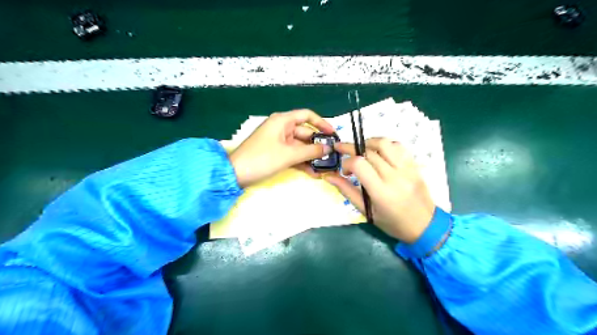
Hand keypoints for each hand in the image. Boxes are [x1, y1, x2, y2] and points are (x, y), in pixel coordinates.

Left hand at [230, 109, 334, 187]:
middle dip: (317, 145)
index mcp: (282, 121)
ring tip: (324, 168)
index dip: (321, 123)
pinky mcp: (276, 153)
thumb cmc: (262, 159)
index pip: (307, 116)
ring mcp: (278, 141)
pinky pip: (293, 155)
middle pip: (305, 133)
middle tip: (331, 156)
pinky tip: (312, 172)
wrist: (235, 174)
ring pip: (300, 146)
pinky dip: (301, 162)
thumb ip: (310, 151)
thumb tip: (328, 149)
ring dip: (310, 156)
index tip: (332, 134)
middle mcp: (281, 128)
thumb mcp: (289, 155)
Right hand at [325, 138, 436, 241]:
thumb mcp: (366, 210)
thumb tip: (328, 176)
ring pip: (384, 143)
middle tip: (344, 154)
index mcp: (381, 192)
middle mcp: (394, 176)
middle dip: (352, 149)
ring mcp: (406, 168)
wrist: (425, 225)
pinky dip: (385, 145)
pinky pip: (398, 146)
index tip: (344, 170)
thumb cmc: (392, 222)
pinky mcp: (414, 165)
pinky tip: (379, 152)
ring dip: (368, 143)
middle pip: (369, 152)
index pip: (359, 164)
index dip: (347, 162)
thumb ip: (347, 191)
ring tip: (361, 150)